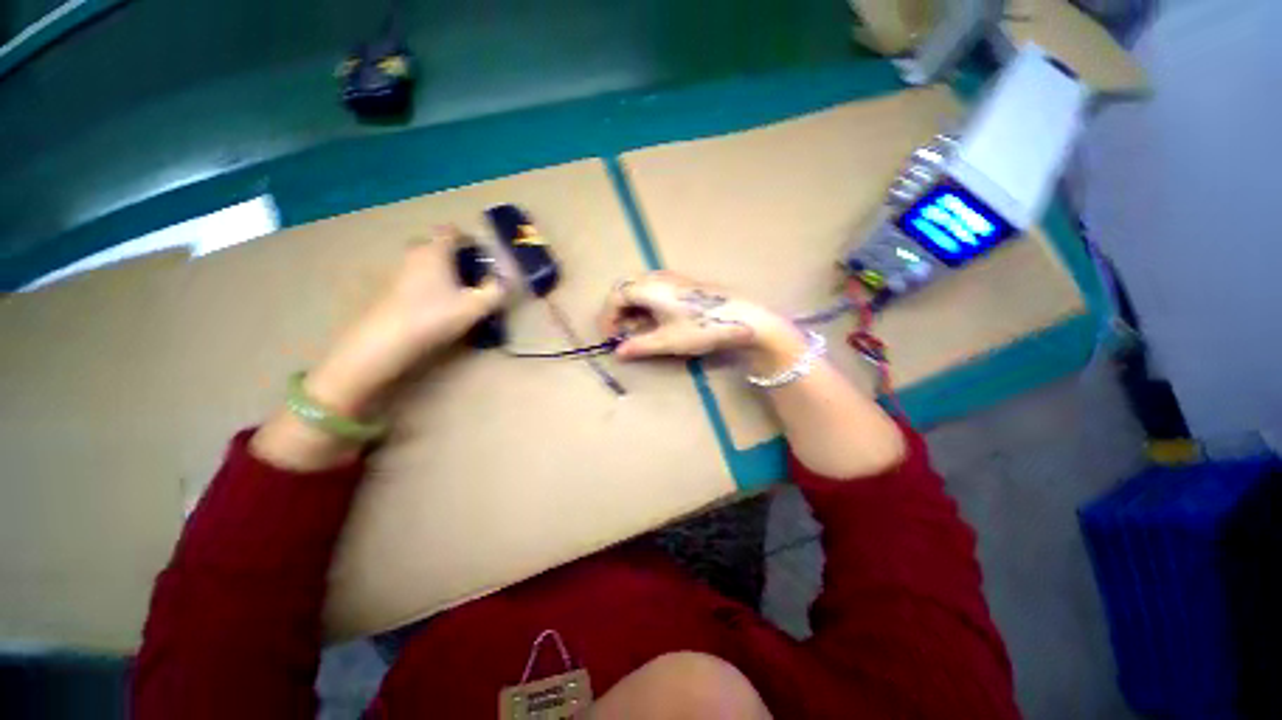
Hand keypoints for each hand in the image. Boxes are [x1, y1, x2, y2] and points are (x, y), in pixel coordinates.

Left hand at [306, 226, 505, 415]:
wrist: (386, 340)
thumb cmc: (435, 316)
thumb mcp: (475, 306)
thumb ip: (495, 291)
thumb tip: (505, 281)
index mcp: (436, 251)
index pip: (450, 231)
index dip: (467, 238)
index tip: (480, 253)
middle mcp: (415, 254)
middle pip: (434, 243)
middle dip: (452, 253)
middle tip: (469, 273)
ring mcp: (398, 270)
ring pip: (422, 261)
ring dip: (438, 269)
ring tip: (455, 291)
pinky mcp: (388, 287)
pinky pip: (413, 276)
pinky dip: (426, 282)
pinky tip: (435, 304)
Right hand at [600, 271, 806, 375]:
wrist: (743, 318)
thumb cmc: (703, 329)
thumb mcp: (668, 341)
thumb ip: (640, 346)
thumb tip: (618, 353)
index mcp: (650, 288)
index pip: (616, 296)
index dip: (608, 317)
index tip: (610, 337)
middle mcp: (658, 277)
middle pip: (626, 288)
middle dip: (618, 311)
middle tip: (621, 333)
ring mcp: (672, 278)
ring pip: (640, 288)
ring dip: (632, 307)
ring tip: (637, 330)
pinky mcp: (683, 283)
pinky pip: (654, 289)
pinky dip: (646, 304)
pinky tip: (655, 320)